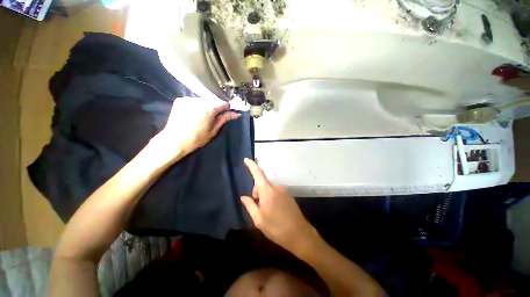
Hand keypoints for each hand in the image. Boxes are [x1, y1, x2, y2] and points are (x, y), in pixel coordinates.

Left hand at [153, 96, 239, 160]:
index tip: (226, 114)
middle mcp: (199, 100)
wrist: (174, 141)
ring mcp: (188, 99)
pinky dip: (197, 105)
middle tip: (215, 116)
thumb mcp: (213, 130)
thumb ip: (224, 119)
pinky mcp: (180, 100)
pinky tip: (194, 113)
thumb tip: (236, 114)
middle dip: (216, 106)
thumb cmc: (197, 139)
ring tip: (203, 116)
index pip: (223, 102)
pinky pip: (194, 100)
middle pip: (213, 100)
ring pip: (203, 99)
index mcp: (209, 108)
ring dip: (207, 105)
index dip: (227, 108)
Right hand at [241, 158, 315, 252]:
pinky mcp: (289, 195)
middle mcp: (276, 187)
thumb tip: (243, 196)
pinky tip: (275, 211)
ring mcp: (284, 191)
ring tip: (267, 213)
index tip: (246, 159)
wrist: (300, 234)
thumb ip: (250, 205)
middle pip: (262, 184)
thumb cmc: (276, 228)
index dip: (251, 165)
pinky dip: (271, 198)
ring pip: (268, 189)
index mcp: (268, 192)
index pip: (258, 174)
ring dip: (264, 197)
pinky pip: (276, 192)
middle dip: (257, 193)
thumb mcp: (259, 220)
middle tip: (257, 209)